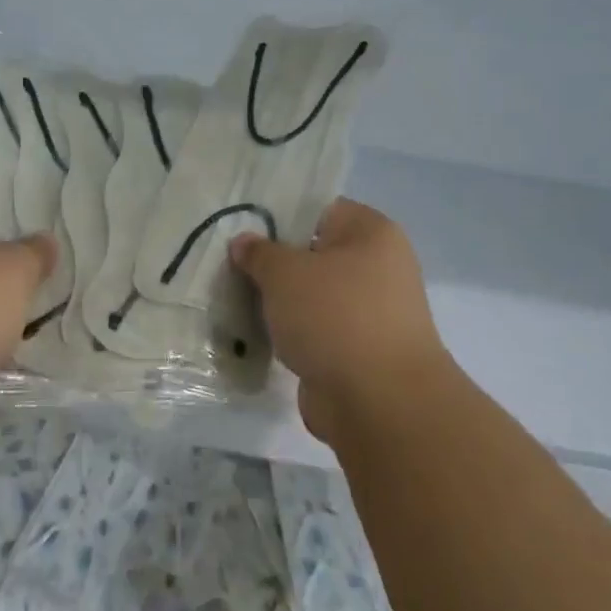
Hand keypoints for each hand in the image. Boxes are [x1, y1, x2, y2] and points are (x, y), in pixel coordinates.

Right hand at [229, 199, 449, 443]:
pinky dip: (290, 334)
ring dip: (279, 303)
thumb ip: (259, 253)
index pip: (320, 210)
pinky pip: (315, 330)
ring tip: (236, 301)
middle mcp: (378, 267)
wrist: (376, 400)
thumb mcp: (285, 273)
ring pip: (312, 296)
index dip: (280, 216)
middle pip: (314, 255)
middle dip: (273, 265)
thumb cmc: (334, 316)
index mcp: (371, 233)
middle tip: (232, 268)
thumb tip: (244, 242)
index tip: (242, 231)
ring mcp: (370, 312)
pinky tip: (256, 335)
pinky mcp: (357, 350)